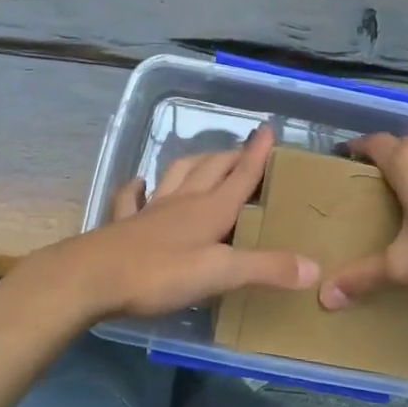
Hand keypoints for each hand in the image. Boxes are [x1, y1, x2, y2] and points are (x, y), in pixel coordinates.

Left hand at [26, 127, 317, 320]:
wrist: (93, 277)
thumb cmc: (160, 274)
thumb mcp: (220, 274)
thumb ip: (265, 269)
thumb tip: (314, 268)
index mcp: (210, 210)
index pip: (240, 175)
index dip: (257, 154)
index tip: (268, 128)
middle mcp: (183, 201)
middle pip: (212, 169)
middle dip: (231, 156)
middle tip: (245, 147)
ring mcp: (151, 210)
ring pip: (178, 175)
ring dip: (194, 163)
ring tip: (205, 159)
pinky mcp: (124, 224)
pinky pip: (131, 198)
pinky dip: (137, 187)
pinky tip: (139, 183)